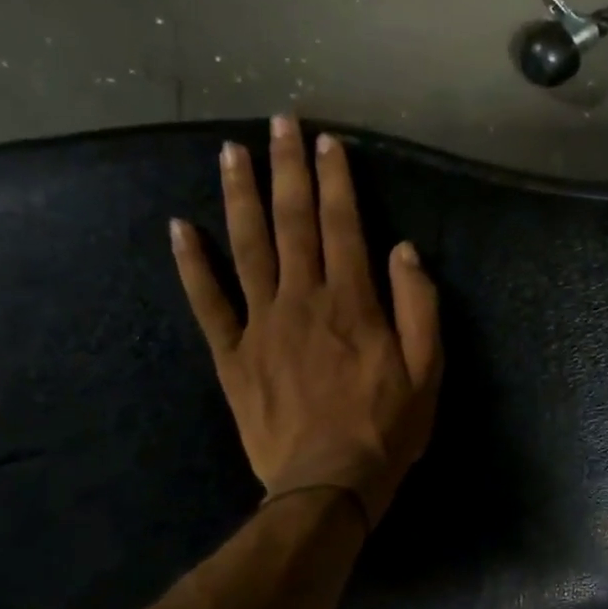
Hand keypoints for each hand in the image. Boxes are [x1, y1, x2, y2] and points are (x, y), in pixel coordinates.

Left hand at [170, 114, 441, 523]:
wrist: (329, 484)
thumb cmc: (387, 427)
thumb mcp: (428, 371)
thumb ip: (418, 307)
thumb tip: (403, 250)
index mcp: (352, 302)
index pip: (342, 226)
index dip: (335, 180)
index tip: (327, 142)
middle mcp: (303, 300)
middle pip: (292, 223)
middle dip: (287, 169)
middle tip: (279, 124)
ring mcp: (260, 324)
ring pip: (247, 248)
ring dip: (239, 197)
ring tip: (230, 153)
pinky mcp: (232, 355)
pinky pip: (207, 302)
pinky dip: (191, 264)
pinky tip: (179, 227)